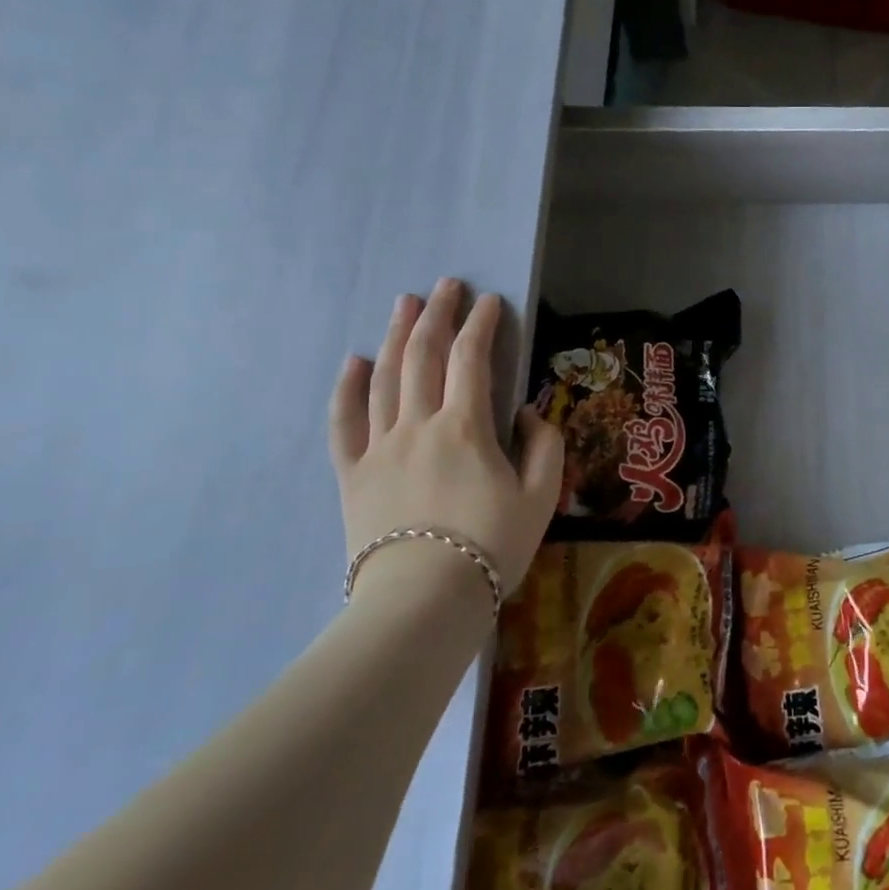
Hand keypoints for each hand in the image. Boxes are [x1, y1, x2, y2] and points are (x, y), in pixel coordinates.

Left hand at [329, 280, 563, 604]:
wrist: (422, 603)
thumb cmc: (491, 547)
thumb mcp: (541, 496)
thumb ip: (543, 445)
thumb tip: (524, 412)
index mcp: (466, 427)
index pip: (472, 359)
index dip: (482, 324)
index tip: (490, 300)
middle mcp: (419, 424)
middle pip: (424, 356)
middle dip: (437, 315)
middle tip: (445, 285)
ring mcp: (380, 448)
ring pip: (385, 378)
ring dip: (397, 336)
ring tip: (404, 304)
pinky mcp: (353, 474)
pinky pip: (344, 423)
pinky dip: (347, 389)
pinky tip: (353, 361)